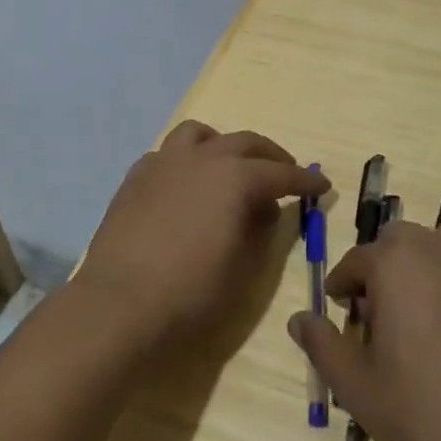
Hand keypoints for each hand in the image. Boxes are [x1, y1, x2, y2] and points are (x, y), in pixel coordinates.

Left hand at [77, 121, 328, 355]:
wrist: (119, 305)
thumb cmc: (190, 294)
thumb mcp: (242, 269)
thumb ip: (259, 231)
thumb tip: (263, 209)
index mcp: (236, 178)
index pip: (282, 173)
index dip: (305, 181)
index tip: (322, 186)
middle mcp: (203, 158)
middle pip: (246, 143)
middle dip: (271, 156)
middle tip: (285, 173)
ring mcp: (164, 162)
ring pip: (200, 134)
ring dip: (222, 145)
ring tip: (229, 166)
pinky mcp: (136, 177)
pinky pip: (167, 155)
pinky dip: (185, 162)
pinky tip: (185, 185)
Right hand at [289, 220, 440, 440]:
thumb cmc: (425, 418)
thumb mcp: (357, 388)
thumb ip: (322, 344)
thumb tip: (299, 318)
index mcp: (395, 262)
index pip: (357, 260)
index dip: (344, 285)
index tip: (343, 311)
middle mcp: (440, 245)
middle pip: (402, 242)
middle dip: (387, 269)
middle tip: (388, 317)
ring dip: (435, 265)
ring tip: (435, 311)